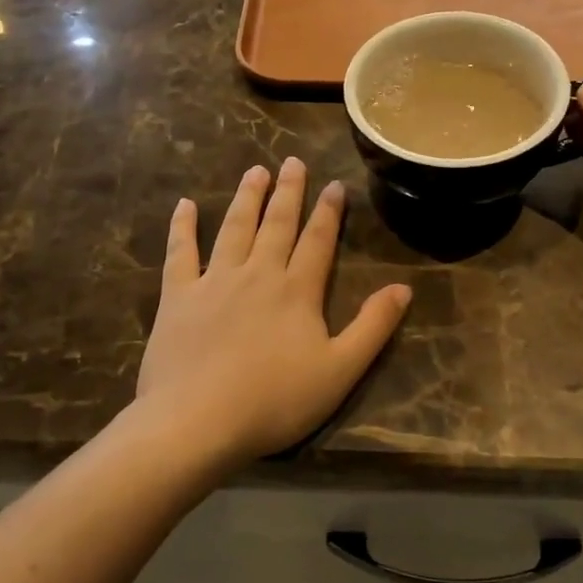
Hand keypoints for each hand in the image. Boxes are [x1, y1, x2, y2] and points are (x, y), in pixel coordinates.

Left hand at [136, 160, 410, 463]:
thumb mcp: (340, 370)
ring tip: (255, 171)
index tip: (334, 184)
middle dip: (288, 191)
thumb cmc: (275, 401)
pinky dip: (182, 228)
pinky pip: (180, 253)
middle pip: (277, 224)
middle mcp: (257, 274)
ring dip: (246, 198)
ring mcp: (214, 281)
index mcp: (297, 291)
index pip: (318, 240)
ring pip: (234, 228)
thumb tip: (404, 288)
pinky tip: (184, 205)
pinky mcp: (177, 297)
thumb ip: (373, 327)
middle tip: (293, 161)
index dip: (329, 211)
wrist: (197, 421)